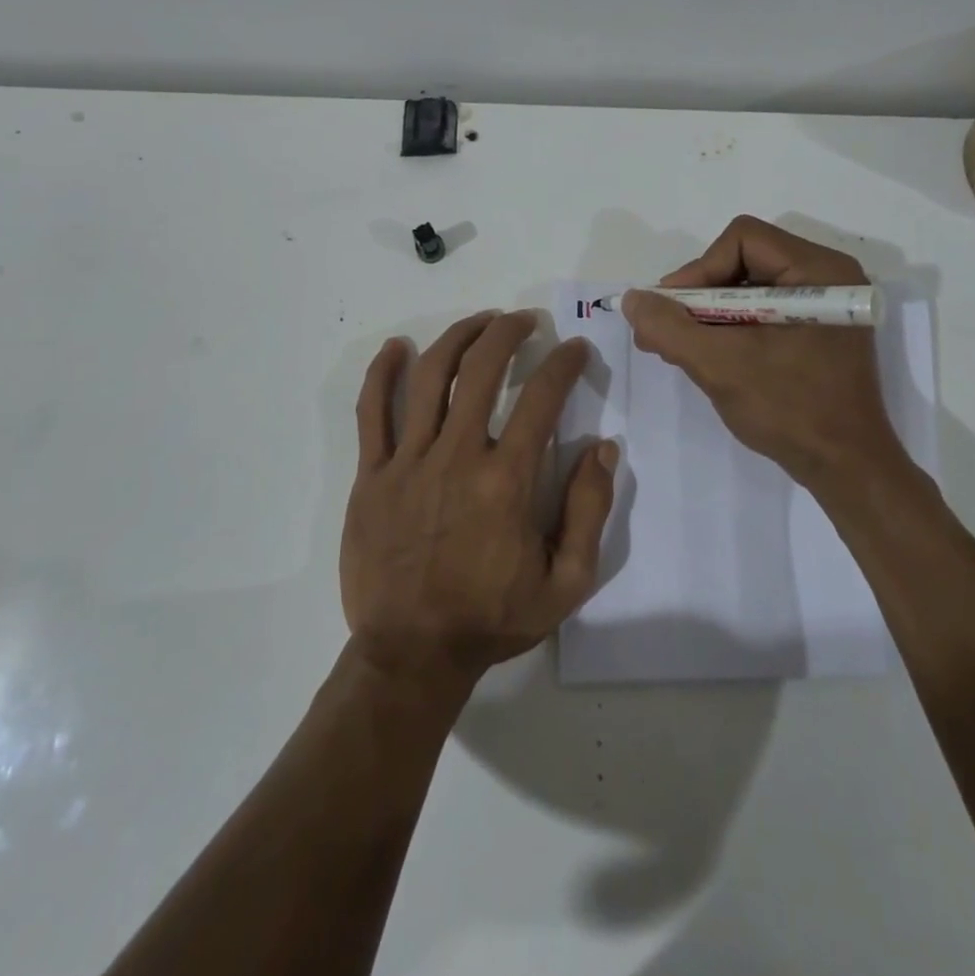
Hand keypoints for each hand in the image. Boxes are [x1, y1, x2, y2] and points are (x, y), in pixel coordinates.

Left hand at [342, 311, 617, 692]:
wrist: (411, 655)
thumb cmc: (491, 619)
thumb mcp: (566, 583)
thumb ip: (589, 511)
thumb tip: (603, 447)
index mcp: (507, 481)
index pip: (542, 399)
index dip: (563, 364)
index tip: (575, 349)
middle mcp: (457, 457)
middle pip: (481, 371)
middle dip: (507, 333)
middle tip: (523, 321)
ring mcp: (408, 462)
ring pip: (429, 378)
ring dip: (457, 338)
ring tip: (479, 322)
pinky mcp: (371, 475)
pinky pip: (371, 412)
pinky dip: (382, 373)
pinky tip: (396, 348)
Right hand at [621, 216, 912, 488]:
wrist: (846, 469)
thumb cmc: (790, 409)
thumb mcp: (721, 365)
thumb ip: (670, 327)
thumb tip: (633, 299)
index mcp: (819, 271)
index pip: (742, 240)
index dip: (699, 270)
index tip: (673, 312)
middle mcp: (827, 277)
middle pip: (743, 261)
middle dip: (699, 296)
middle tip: (668, 333)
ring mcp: (824, 306)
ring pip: (748, 288)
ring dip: (709, 316)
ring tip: (680, 349)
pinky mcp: (817, 331)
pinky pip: (762, 312)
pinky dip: (729, 329)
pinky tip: (707, 357)